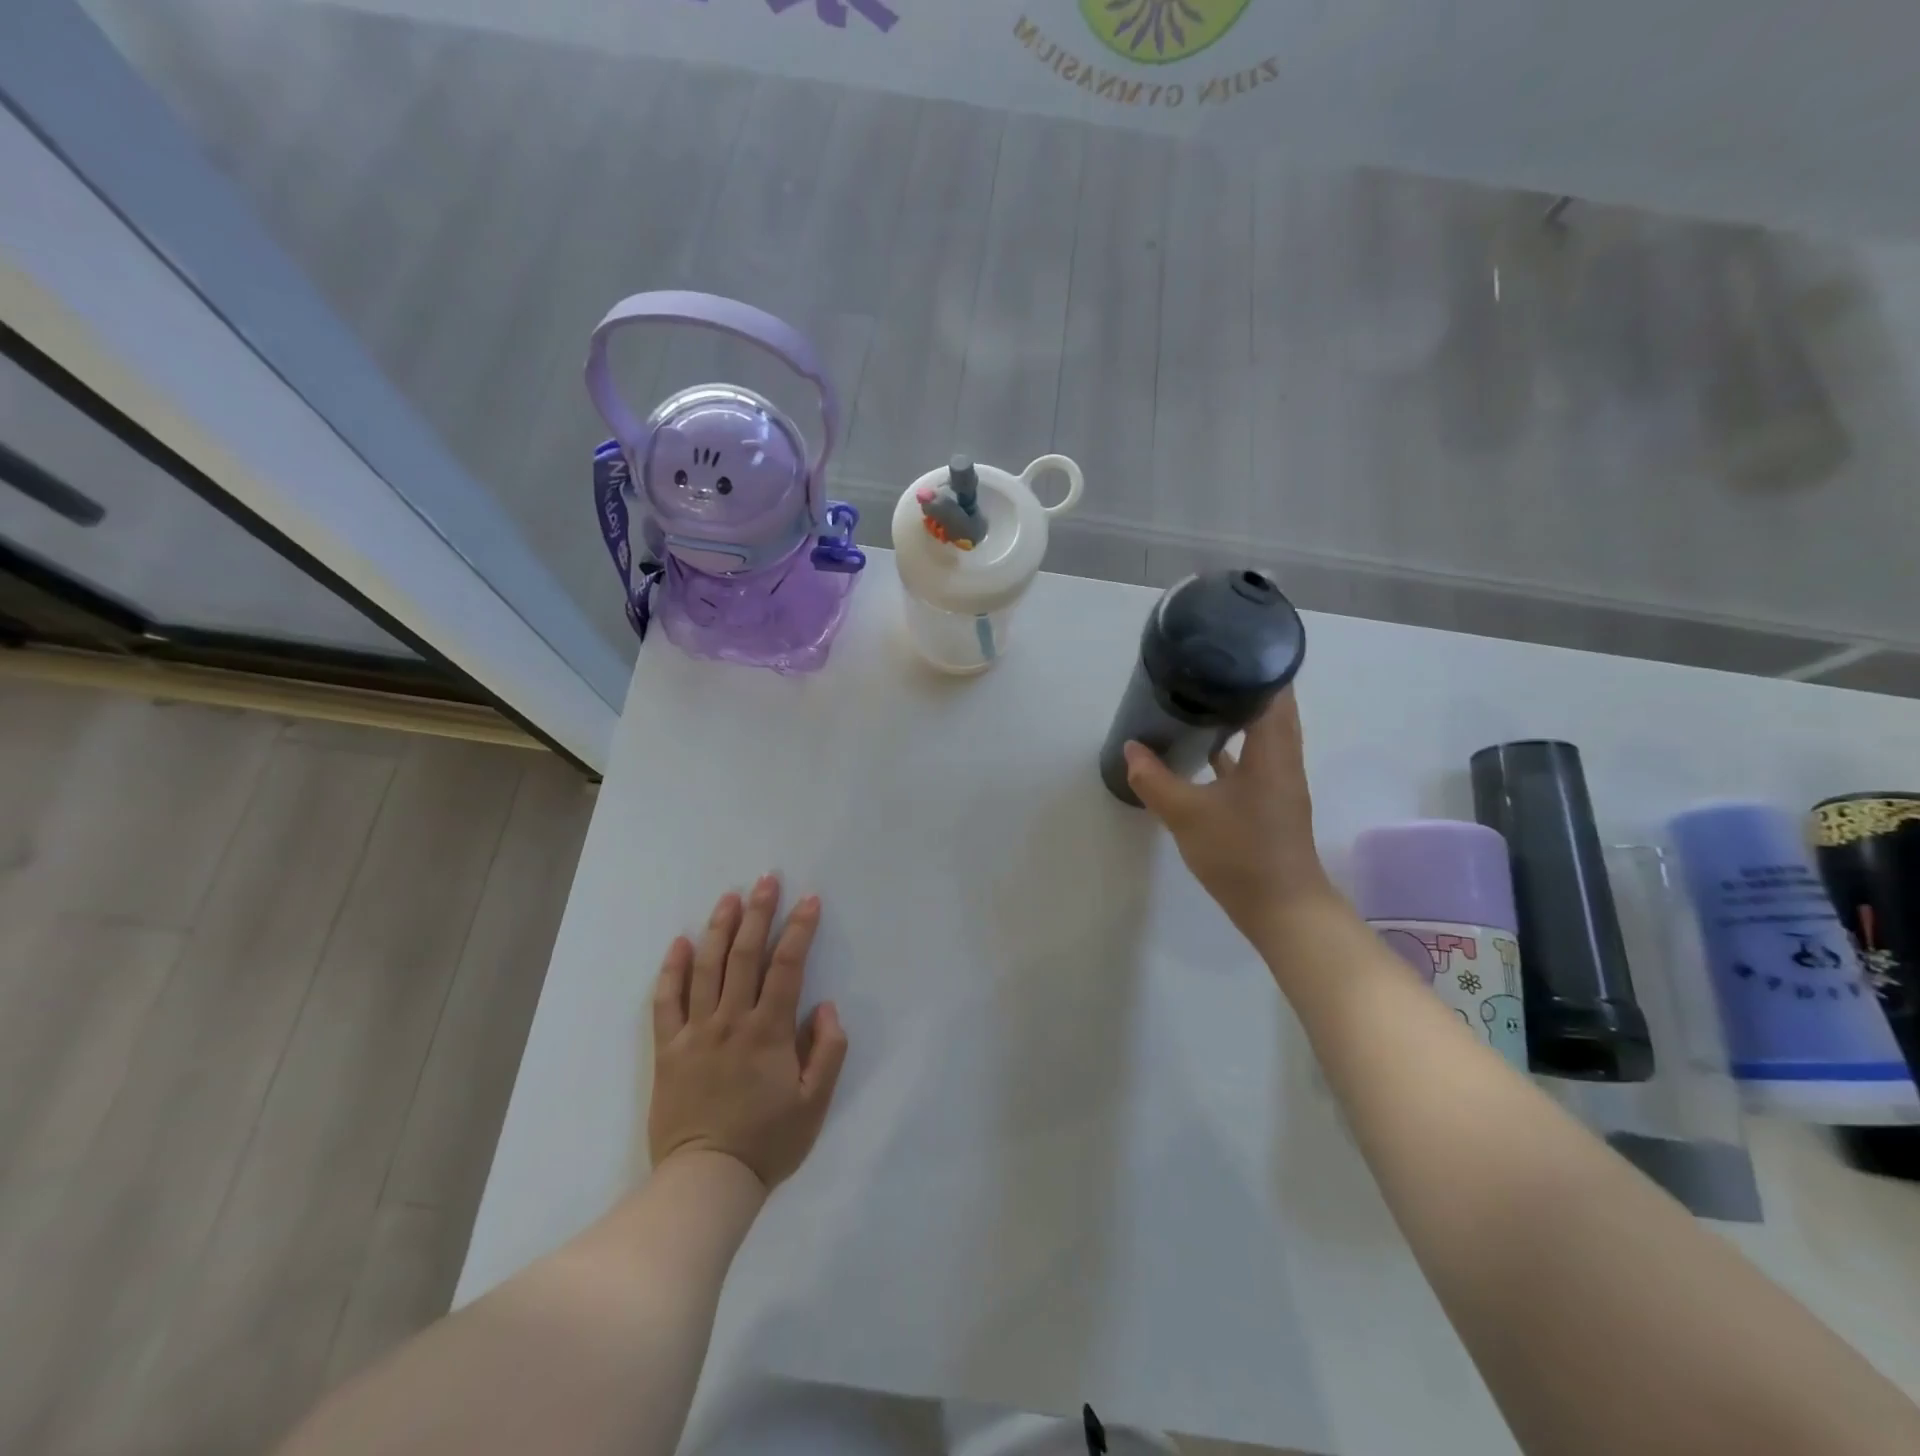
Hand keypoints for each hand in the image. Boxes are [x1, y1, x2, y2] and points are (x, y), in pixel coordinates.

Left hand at [648, 876, 848, 1189]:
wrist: (706, 1182)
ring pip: (705, 967)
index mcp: (769, 1031)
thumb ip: (828, 1051)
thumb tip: (825, 1006)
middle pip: (744, 954)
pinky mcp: (668, 1049)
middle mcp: (731, 1020)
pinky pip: (666, 1001)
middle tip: (766, 879)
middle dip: (758, 912)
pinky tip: (679, 942)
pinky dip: (671, 969)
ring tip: (729, 897)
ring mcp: (695, 1032)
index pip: (787, 965)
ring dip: (718, 928)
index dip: (799, 929)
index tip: (809, 900)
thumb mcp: (815, 1103)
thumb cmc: (767, 1143)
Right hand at [1123, 689, 1339, 945]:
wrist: (1281, 909)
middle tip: (1200, 671)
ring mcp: (1279, 782)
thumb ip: (1155, 780)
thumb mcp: (1187, 814)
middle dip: (1240, 687)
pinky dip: (1233, 748)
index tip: (1222, 647)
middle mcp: (1283, 759)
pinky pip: (1254, 760)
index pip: (1275, 691)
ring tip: (1198, 700)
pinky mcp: (1270, 803)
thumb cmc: (1241, 853)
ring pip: (1262, 735)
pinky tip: (1203, 752)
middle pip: (1270, 708)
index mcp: (1273, 751)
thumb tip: (1131, 749)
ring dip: (1237, 717)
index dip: (1254, 665)